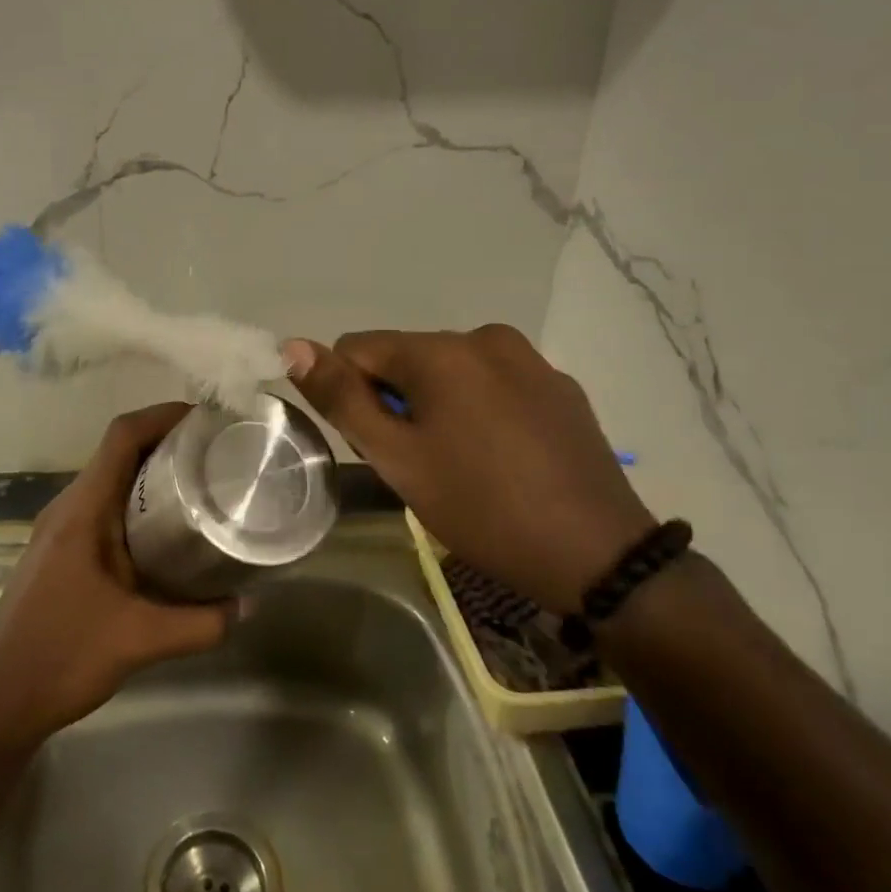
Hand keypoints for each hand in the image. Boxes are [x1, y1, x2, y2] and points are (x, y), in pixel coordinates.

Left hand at [0, 402, 234, 756]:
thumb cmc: (60, 657)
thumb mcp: (140, 640)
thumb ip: (201, 624)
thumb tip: (249, 605)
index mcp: (82, 510)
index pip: (122, 436)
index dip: (163, 415)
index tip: (207, 419)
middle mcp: (69, 507)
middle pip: (120, 452)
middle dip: (168, 443)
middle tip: (217, 453)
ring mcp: (61, 530)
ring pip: (112, 482)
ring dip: (154, 475)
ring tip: (203, 485)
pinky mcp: (61, 552)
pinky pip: (105, 509)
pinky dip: (139, 505)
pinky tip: (169, 534)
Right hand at [282, 327, 655, 615]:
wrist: (597, 554)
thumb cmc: (481, 506)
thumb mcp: (398, 458)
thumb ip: (341, 399)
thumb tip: (293, 346)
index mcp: (441, 351)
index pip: (358, 348)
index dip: (352, 396)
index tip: (378, 445)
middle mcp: (486, 337)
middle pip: (406, 358)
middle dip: (397, 400)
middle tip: (419, 462)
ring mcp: (530, 359)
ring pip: (451, 370)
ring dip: (438, 404)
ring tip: (461, 462)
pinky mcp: (560, 386)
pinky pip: (494, 383)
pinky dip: (480, 408)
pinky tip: (501, 456)